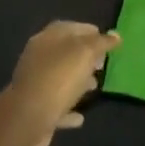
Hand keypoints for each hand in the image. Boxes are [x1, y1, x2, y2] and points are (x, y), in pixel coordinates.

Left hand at [10, 21, 119, 145]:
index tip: (107, 39)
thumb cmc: (59, 78)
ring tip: (95, 86)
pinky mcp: (35, 109)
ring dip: (77, 81)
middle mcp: (38, 58)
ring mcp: (35, 84)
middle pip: (64, 53)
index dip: (89, 31)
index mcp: (47, 39)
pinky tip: (81, 116)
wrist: (28, 118)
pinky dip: (68, 108)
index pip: (69, 27)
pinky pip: (56, 105)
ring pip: (60, 78)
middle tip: (102, 63)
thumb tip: (115, 36)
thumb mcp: (85, 53)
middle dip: (84, 56)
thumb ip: (101, 43)